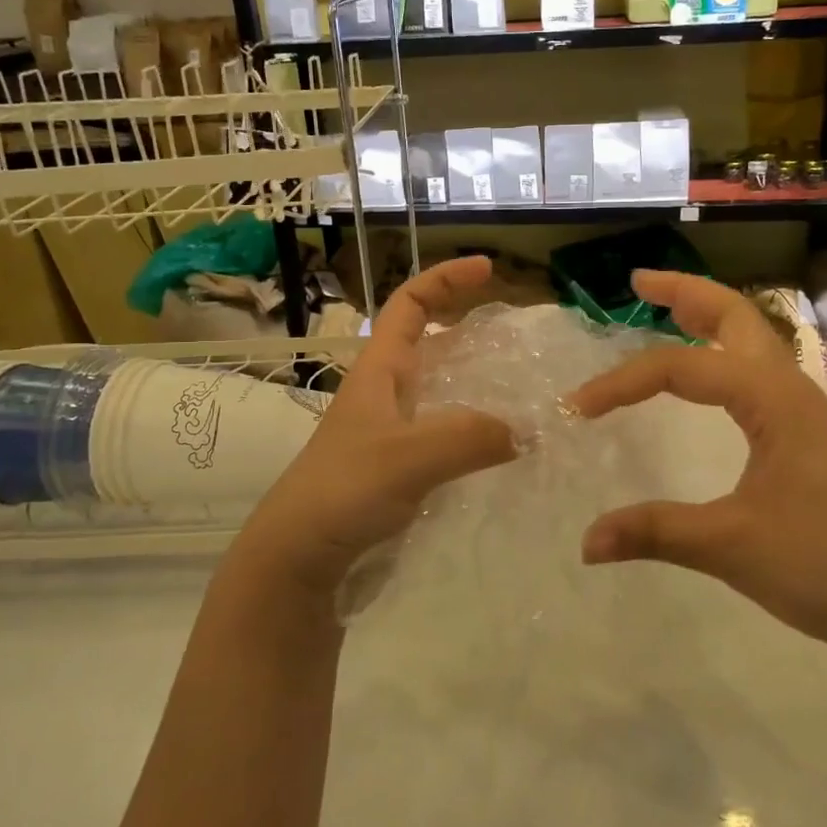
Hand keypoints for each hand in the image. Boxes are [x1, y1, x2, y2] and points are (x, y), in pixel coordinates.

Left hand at [236, 256, 517, 593]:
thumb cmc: (343, 491)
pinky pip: (446, 434)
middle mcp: (385, 393)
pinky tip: (502, 449)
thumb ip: (466, 438)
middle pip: (429, 343)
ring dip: (478, 383)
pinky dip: (475, 431)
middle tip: (520, 338)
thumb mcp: (406, 457)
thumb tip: (527, 430)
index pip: (409, 303)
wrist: (299, 557)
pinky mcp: (400, 469)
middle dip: (470, 328)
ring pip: (441, 390)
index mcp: (379, 370)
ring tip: (525, 390)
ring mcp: (392, 432)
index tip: (488, 269)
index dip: (445, 278)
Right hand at [568, 270, 826, 670]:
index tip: (578, 410)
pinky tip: (712, 381)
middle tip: (638, 282)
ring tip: (669, 311)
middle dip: (685, 293)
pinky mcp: (810, 440)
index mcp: (773, 399)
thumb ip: (656, 533)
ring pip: (752, 343)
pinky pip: (758, 376)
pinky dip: (724, 358)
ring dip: (709, 320)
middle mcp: (791, 391)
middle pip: (735, 317)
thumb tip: (586, 542)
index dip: (623, 382)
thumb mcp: (731, 546)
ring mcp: (806, 413)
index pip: (681, 368)